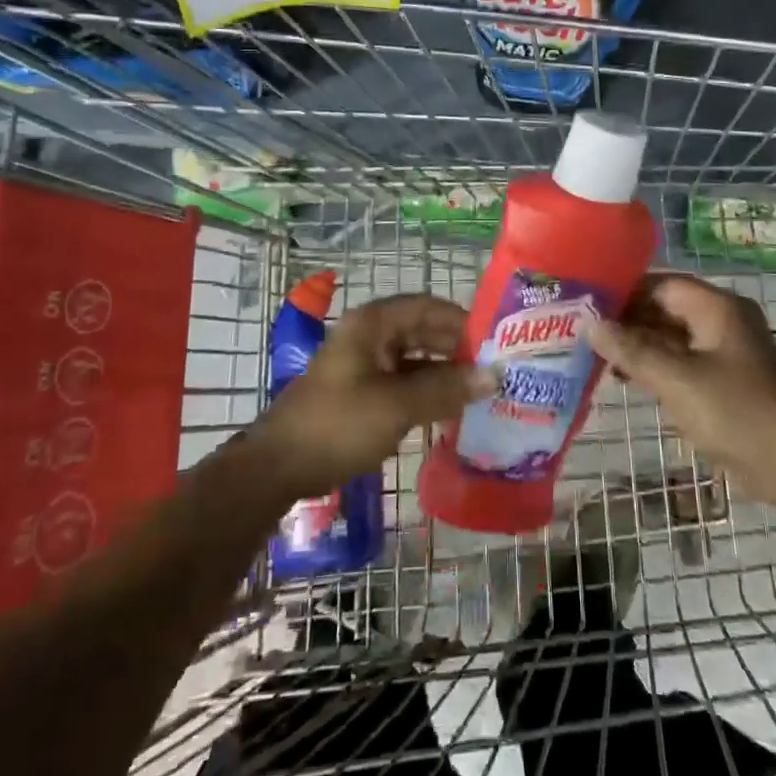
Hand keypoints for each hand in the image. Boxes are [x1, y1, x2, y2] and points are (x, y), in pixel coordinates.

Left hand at [252, 293, 490, 500]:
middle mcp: (370, 336)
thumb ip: (447, 388)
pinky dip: (428, 391)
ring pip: (415, 359)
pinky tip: (452, 408)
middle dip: (458, 348)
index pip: (428, 307)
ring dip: (445, 372)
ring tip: (481, 389)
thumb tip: (494, 376)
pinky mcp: (363, 391)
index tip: (496, 340)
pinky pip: (404, 382)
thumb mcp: (397, 406)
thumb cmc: (338, 425)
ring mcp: (365, 364)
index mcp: (373, 324)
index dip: (463, 320)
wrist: (278, 468)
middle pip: (423, 331)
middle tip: (495, 368)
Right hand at [587, 275, 775, 498]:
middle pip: (666, 310)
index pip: (662, 284)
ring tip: (596, 357)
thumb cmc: (734, 410)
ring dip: (638, 347)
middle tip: (584, 333)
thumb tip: (591, 325)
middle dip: (628, 321)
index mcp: (717, 308)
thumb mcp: (676, 378)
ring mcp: (725, 353)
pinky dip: (656, 367)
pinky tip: (626, 380)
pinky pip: (682, 363)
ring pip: (672, 338)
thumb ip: (632, 350)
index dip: (625, 291)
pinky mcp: (725, 383)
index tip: (588, 304)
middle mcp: (722, 322)